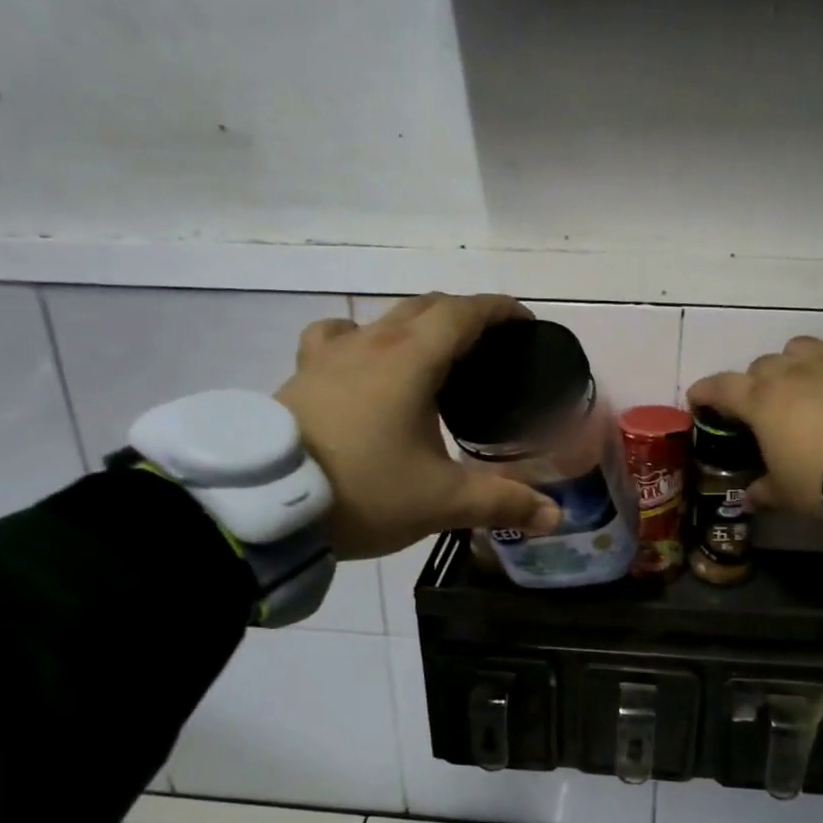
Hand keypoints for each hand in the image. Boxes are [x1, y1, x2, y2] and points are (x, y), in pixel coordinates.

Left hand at [277, 294, 563, 559]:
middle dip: (463, 315)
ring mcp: (330, 355)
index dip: (500, 310)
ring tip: (430, 353)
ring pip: (382, 317)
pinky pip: (335, 337)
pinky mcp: (301, 375)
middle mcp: (371, 343)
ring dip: (415, 323)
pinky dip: (359, 339)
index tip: (524, 321)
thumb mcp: (440, 501)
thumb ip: (502, 502)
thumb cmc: (364, 491)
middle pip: (426, 306)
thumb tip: (554, 516)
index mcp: (412, 360)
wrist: (267, 507)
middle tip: (488, 344)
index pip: (464, 312)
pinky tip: (360, 362)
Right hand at [685, 296, 822, 519]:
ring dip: (796, 359)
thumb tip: (749, 497)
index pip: (720, 387)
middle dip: (758, 384)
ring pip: (802, 346)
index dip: (705, 392)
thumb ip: (763, 491)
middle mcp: (791, 371)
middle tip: (765, 410)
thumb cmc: (821, 480)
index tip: (697, 401)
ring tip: (801, 377)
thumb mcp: (785, 495)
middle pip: (763, 365)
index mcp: (761, 401)